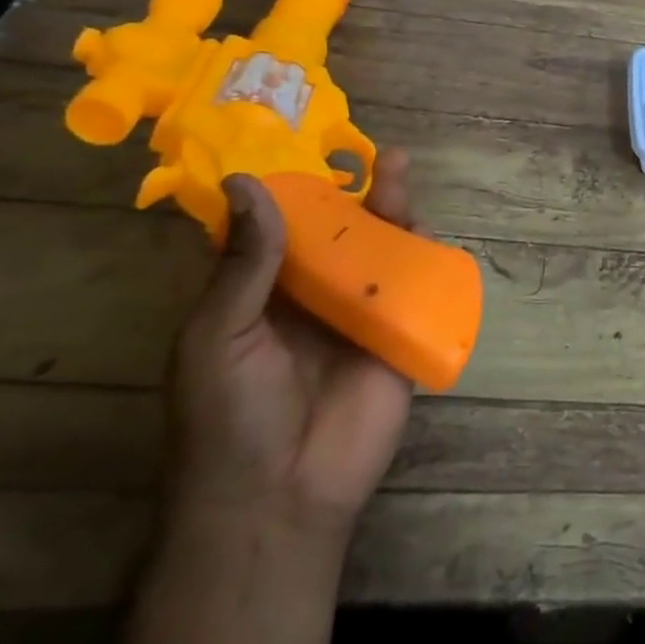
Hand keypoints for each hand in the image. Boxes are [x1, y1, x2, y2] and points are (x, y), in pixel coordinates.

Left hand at [167, 153, 419, 538]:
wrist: (280, 499)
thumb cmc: (229, 417)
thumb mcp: (219, 335)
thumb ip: (245, 263)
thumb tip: (248, 183)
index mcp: (260, 294)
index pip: (278, 229)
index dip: (293, 189)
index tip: (307, 143)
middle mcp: (311, 298)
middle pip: (339, 233)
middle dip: (356, 194)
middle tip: (377, 155)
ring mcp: (357, 316)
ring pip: (379, 253)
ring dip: (391, 214)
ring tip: (398, 175)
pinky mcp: (397, 337)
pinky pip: (413, 290)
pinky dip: (422, 258)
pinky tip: (424, 229)